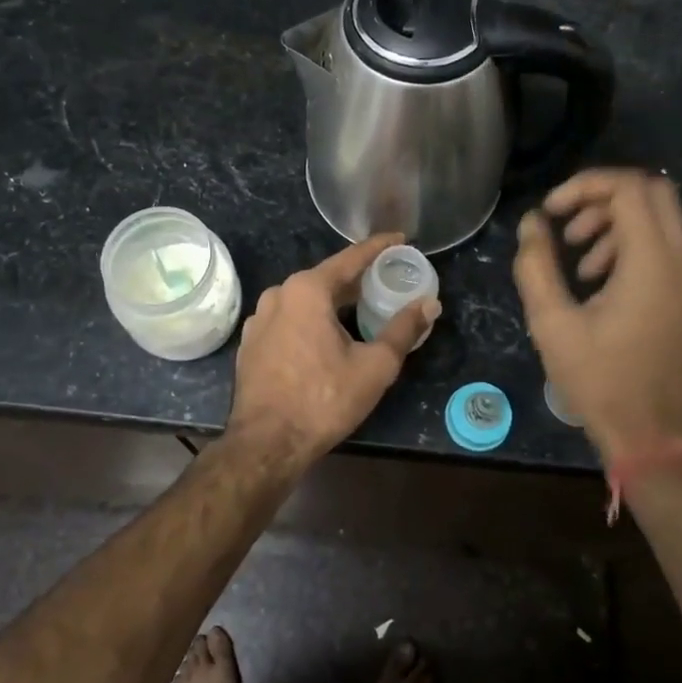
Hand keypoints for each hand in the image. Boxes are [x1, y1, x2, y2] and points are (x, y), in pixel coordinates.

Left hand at [228, 234, 439, 468]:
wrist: (266, 443)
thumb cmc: (324, 399)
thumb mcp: (374, 366)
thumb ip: (403, 329)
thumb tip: (429, 303)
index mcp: (307, 290)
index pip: (350, 259)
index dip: (378, 247)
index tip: (400, 238)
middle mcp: (279, 294)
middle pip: (327, 278)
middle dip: (358, 279)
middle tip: (388, 279)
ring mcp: (260, 319)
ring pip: (306, 300)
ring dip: (334, 301)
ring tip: (362, 307)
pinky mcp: (252, 343)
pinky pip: (289, 319)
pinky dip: (312, 320)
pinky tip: (328, 335)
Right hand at [513, 168, 681, 464]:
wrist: (653, 436)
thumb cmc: (599, 380)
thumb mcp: (552, 323)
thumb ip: (536, 265)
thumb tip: (532, 223)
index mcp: (653, 263)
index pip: (629, 188)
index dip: (584, 186)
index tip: (549, 211)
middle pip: (653, 191)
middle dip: (603, 198)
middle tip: (566, 226)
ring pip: (662, 218)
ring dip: (617, 223)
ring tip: (578, 259)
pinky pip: (667, 247)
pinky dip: (633, 246)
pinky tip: (600, 281)